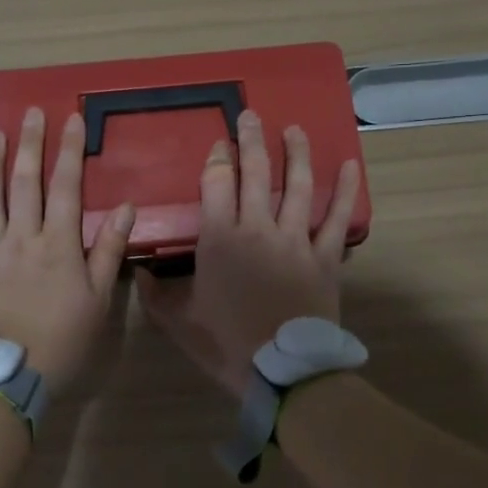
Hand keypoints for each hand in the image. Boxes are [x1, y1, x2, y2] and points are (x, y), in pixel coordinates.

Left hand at [0, 106, 135, 403]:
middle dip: (30, 145)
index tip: (71, 120)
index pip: (65, 187)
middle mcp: (21, 239)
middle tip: (30, 113)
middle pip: (25, 183)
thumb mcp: (98, 302)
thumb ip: (108, 252)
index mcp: (57, 245)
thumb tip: (127, 207)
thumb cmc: (60, 343)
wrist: (3, 378)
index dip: (69, 151)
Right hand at [138, 110, 361, 395]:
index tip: (218, 144)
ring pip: (297, 185)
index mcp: (220, 239)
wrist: (283, 372)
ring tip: (294, 130)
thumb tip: (137, 272)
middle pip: (256, 173)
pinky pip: (337, 218)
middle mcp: (257, 228)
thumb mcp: (179, 322)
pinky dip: (345, 190)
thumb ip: (156, 295)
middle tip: (250, 115)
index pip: (216, 184)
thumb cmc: (226, 344)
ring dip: (295, 153)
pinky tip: (350, 166)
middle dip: (251, 140)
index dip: (217, 159)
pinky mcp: (325, 256)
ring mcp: (295, 239)